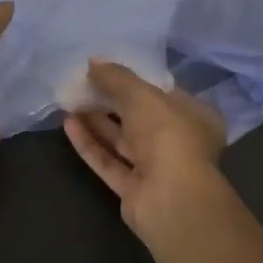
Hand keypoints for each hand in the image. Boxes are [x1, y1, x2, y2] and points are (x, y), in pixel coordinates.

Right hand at [63, 60, 230, 241]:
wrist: (171, 201)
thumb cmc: (168, 136)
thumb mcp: (142, 95)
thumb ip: (116, 78)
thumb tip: (93, 62)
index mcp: (194, 116)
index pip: (163, 92)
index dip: (135, 78)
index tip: (108, 68)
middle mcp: (178, 142)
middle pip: (139, 116)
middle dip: (110, 100)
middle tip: (82, 82)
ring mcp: (156, 168)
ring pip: (121, 140)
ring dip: (96, 120)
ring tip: (69, 99)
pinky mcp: (133, 190)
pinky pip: (109, 161)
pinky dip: (90, 143)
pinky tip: (68, 123)